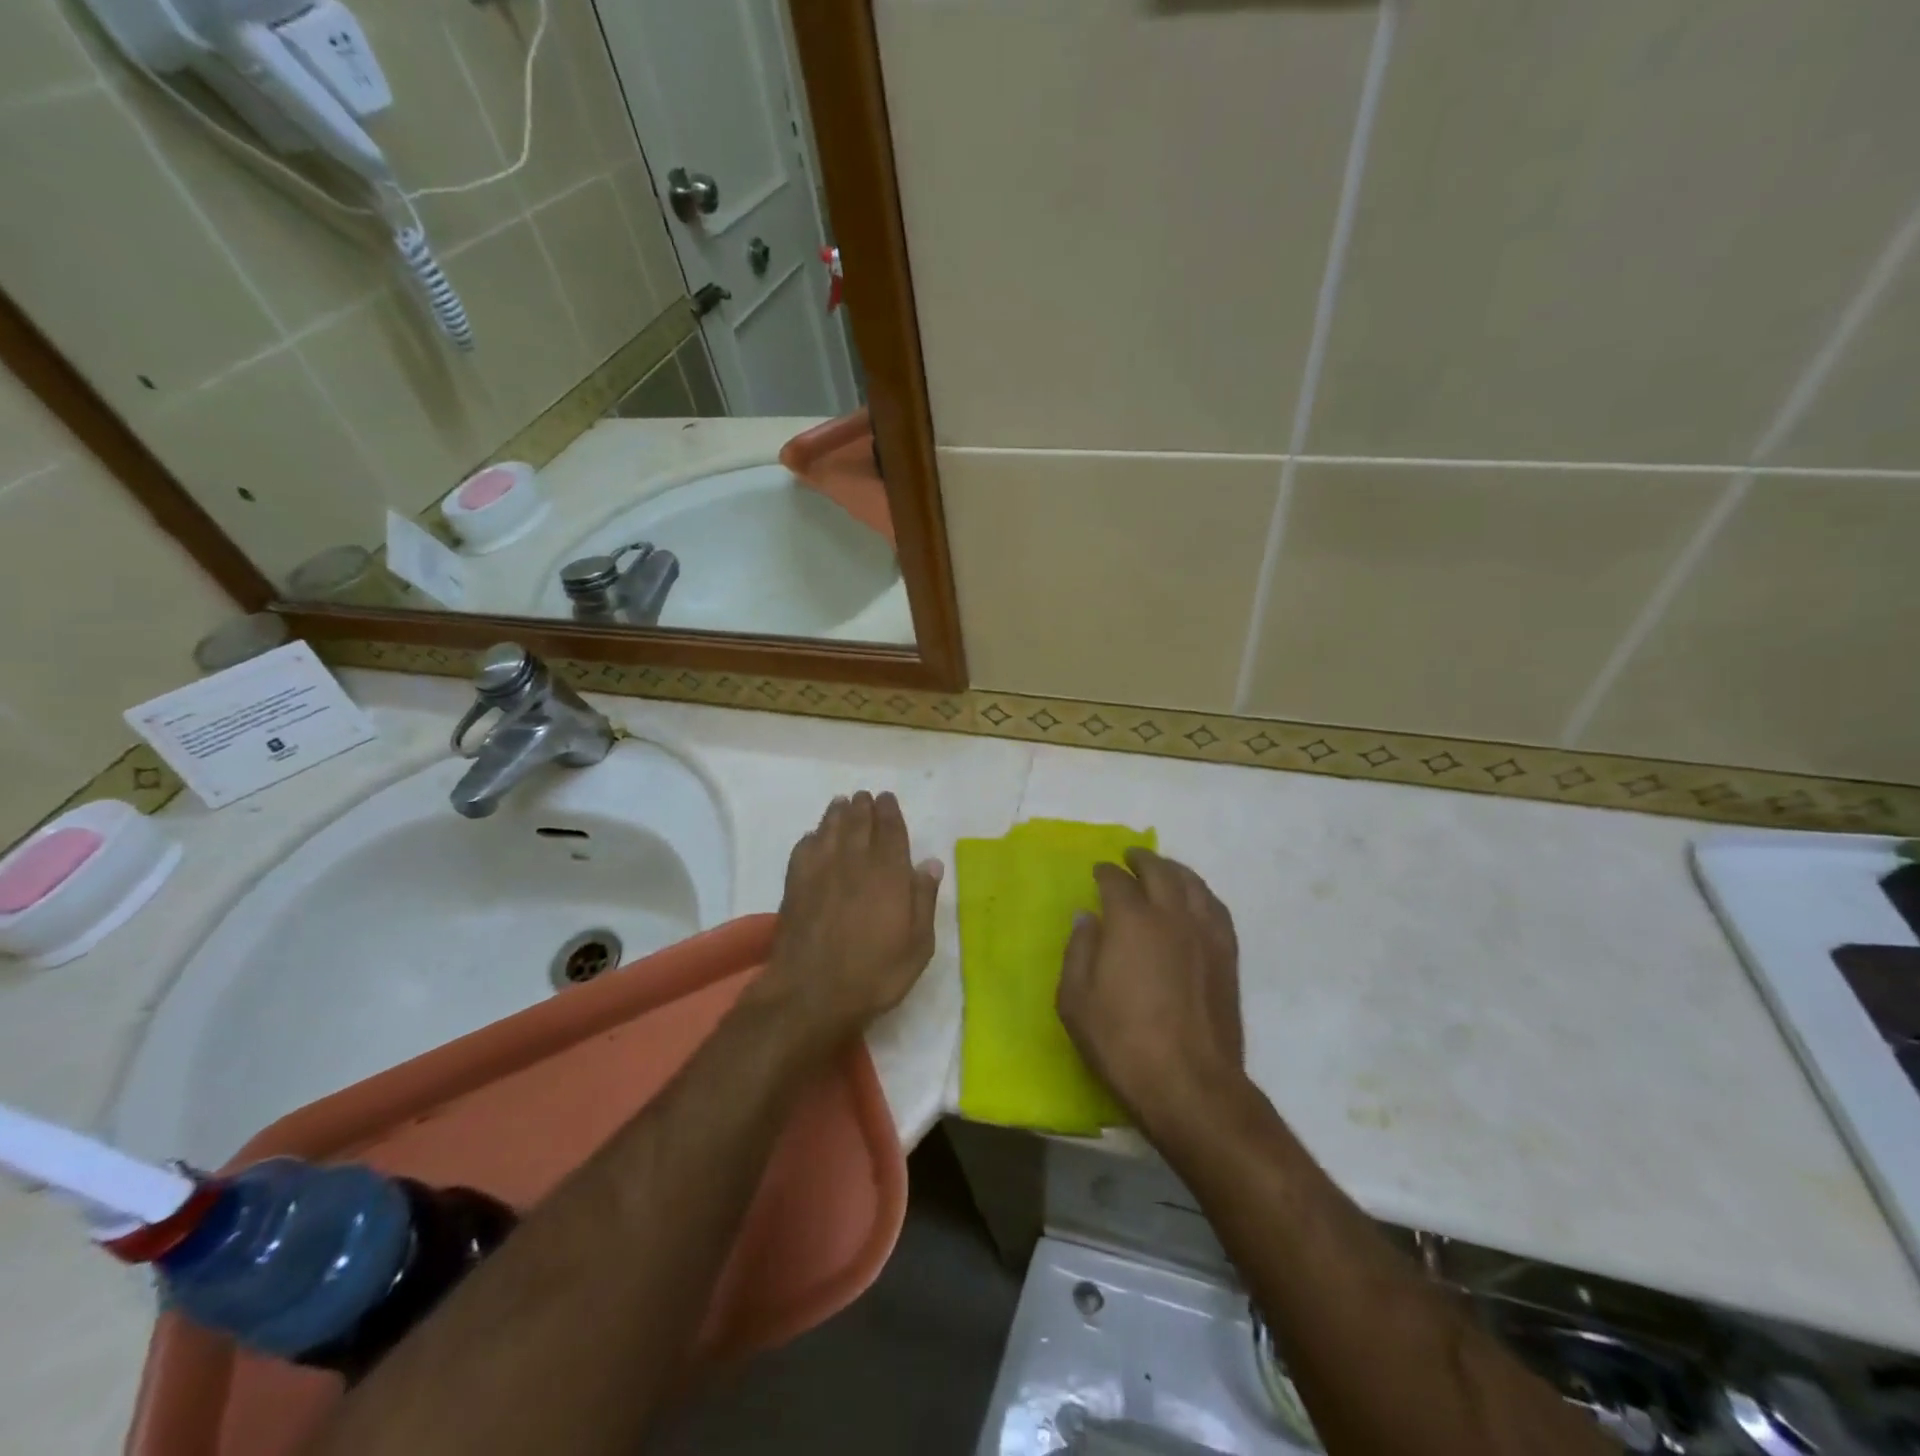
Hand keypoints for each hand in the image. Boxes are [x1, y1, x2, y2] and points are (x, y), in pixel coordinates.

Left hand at [764, 791, 942, 1045]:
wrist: (811, 993)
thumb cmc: (874, 973)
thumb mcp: (917, 945)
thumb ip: (923, 899)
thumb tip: (930, 863)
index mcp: (888, 873)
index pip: (890, 831)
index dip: (889, 812)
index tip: (887, 798)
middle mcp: (854, 863)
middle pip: (858, 824)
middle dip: (863, 807)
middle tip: (864, 796)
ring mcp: (820, 872)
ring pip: (830, 830)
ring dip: (837, 814)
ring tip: (841, 803)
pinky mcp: (795, 886)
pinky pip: (803, 849)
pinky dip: (811, 837)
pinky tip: (813, 837)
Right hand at [1057, 848, 1245, 1133]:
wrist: (1190, 1083)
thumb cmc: (1122, 1042)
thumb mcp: (1076, 1000)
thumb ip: (1079, 950)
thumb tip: (1087, 917)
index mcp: (1132, 920)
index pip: (1116, 881)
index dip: (1105, 873)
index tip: (1098, 872)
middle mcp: (1172, 915)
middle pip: (1160, 871)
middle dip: (1142, 860)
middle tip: (1130, 857)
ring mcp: (1205, 934)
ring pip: (1193, 885)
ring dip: (1175, 871)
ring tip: (1164, 870)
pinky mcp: (1228, 956)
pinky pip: (1216, 909)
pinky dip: (1202, 895)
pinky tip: (1196, 902)